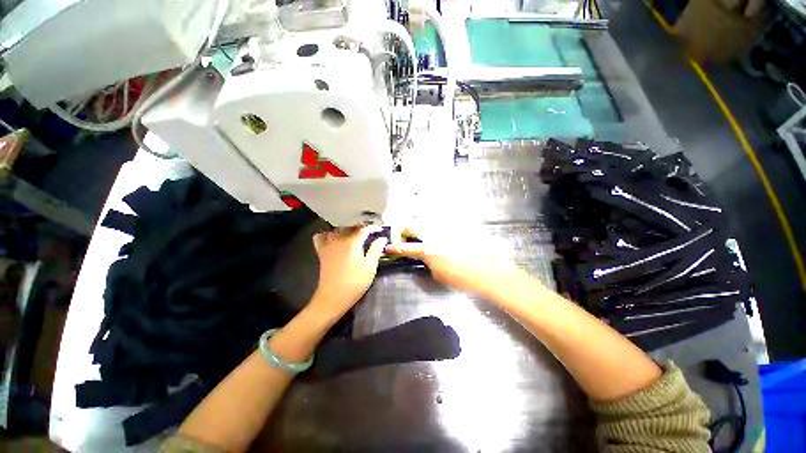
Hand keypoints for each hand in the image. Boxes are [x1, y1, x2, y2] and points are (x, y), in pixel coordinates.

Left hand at [309, 226, 387, 317]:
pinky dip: (327, 235)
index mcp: (352, 242)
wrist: (333, 297)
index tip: (380, 229)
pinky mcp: (321, 252)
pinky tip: (334, 238)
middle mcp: (339, 239)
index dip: (373, 227)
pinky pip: (321, 237)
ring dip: (346, 229)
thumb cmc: (355, 282)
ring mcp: (328, 245)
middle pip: (350, 227)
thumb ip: (376, 249)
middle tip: (370, 233)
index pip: (364, 229)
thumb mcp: (370, 266)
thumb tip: (382, 238)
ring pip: (336, 230)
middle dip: (361, 227)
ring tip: (354, 234)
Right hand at [385, 227, 520, 300]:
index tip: (389, 247)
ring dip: (421, 228)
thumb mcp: (439, 274)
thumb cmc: (464, 278)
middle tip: (405, 237)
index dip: (395, 247)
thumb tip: (424, 256)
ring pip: (426, 221)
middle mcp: (434, 235)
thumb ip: (427, 262)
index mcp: (428, 250)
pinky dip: (437, 227)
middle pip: (412, 225)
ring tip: (425, 237)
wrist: (490, 271)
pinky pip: (442, 222)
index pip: (405, 247)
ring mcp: (446, 228)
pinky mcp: (457, 224)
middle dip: (404, 230)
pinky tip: (443, 235)